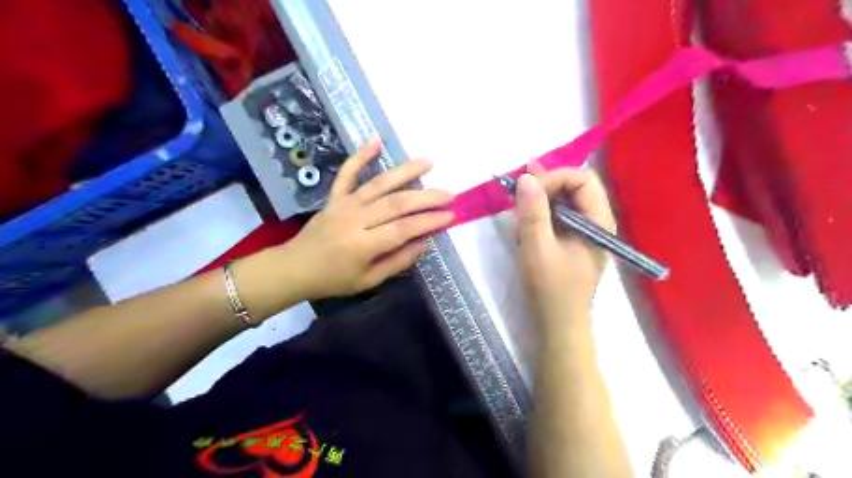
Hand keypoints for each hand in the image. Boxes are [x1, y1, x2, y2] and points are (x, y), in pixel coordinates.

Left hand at [281, 140, 454, 299]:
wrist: (295, 267)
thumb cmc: (333, 279)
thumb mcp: (368, 280)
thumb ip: (397, 262)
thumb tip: (424, 243)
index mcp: (364, 245)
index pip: (404, 229)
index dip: (430, 221)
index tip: (450, 216)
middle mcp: (356, 219)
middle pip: (397, 203)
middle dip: (427, 198)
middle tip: (450, 194)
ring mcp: (345, 204)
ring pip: (379, 184)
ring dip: (405, 171)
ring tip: (429, 161)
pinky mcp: (335, 196)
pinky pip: (348, 173)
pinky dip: (361, 155)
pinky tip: (376, 140)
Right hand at [512, 162, 611, 329]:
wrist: (558, 326)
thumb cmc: (551, 289)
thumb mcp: (537, 248)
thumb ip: (533, 212)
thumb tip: (526, 177)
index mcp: (598, 221)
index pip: (581, 179)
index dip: (554, 178)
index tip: (527, 192)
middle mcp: (595, 221)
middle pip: (574, 186)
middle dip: (544, 186)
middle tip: (516, 192)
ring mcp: (583, 231)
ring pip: (563, 200)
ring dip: (538, 200)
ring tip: (516, 210)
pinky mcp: (571, 241)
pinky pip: (557, 217)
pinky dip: (538, 215)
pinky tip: (522, 225)